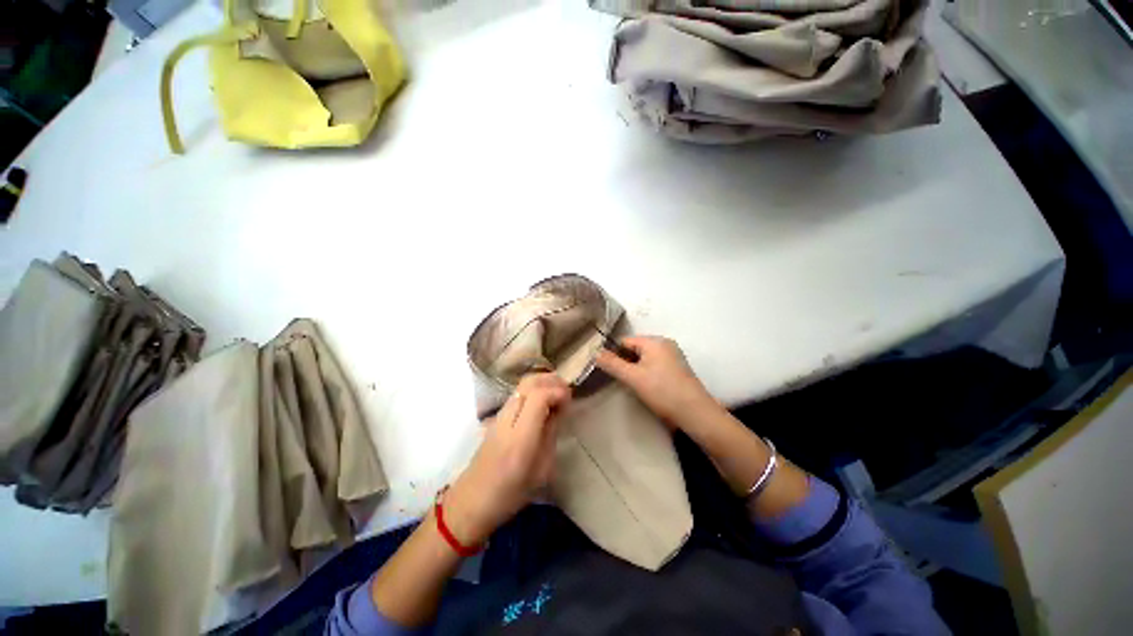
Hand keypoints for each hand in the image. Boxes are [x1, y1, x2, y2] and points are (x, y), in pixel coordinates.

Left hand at [444, 373, 570, 545]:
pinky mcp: (496, 416)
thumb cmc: (510, 494)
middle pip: (529, 382)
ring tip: (557, 395)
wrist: (471, 500)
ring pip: (523, 384)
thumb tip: (559, 409)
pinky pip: (518, 393)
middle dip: (552, 380)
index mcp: (520, 437)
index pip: (539, 396)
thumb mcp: (541, 470)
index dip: (558, 392)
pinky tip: (543, 402)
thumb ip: (550, 434)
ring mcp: (499, 415)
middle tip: (567, 392)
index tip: (570, 400)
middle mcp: (508, 419)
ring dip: (543, 382)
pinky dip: (534, 389)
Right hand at [595, 336, 716, 429]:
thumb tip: (595, 353)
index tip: (609, 371)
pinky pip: (655, 364)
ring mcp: (673, 355)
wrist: (695, 413)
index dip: (614, 354)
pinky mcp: (678, 367)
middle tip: (623, 380)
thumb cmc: (662, 391)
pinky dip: (647, 372)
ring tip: (635, 385)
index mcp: (655, 341)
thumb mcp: (633, 378)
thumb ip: (612, 364)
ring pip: (645, 357)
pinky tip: (648, 387)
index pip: (625, 341)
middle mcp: (665, 343)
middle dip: (626, 362)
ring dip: (636, 369)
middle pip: (635, 348)